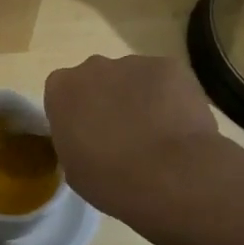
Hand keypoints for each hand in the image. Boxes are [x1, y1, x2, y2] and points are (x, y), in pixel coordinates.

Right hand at [44, 54, 221, 234]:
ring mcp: (134, 63)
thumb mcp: (74, 169)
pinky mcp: (170, 66)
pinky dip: (171, 98)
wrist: (172, 176)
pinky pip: (166, 80)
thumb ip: (74, 141)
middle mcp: (93, 67)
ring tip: (158, 134)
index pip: (63, 93)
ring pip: (133, 78)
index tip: (89, 136)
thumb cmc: (112, 181)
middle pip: (97, 79)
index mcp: (62, 90)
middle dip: (108, 100)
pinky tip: (181, 126)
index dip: (77, 114)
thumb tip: (88, 138)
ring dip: (141, 99)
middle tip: (124, 135)